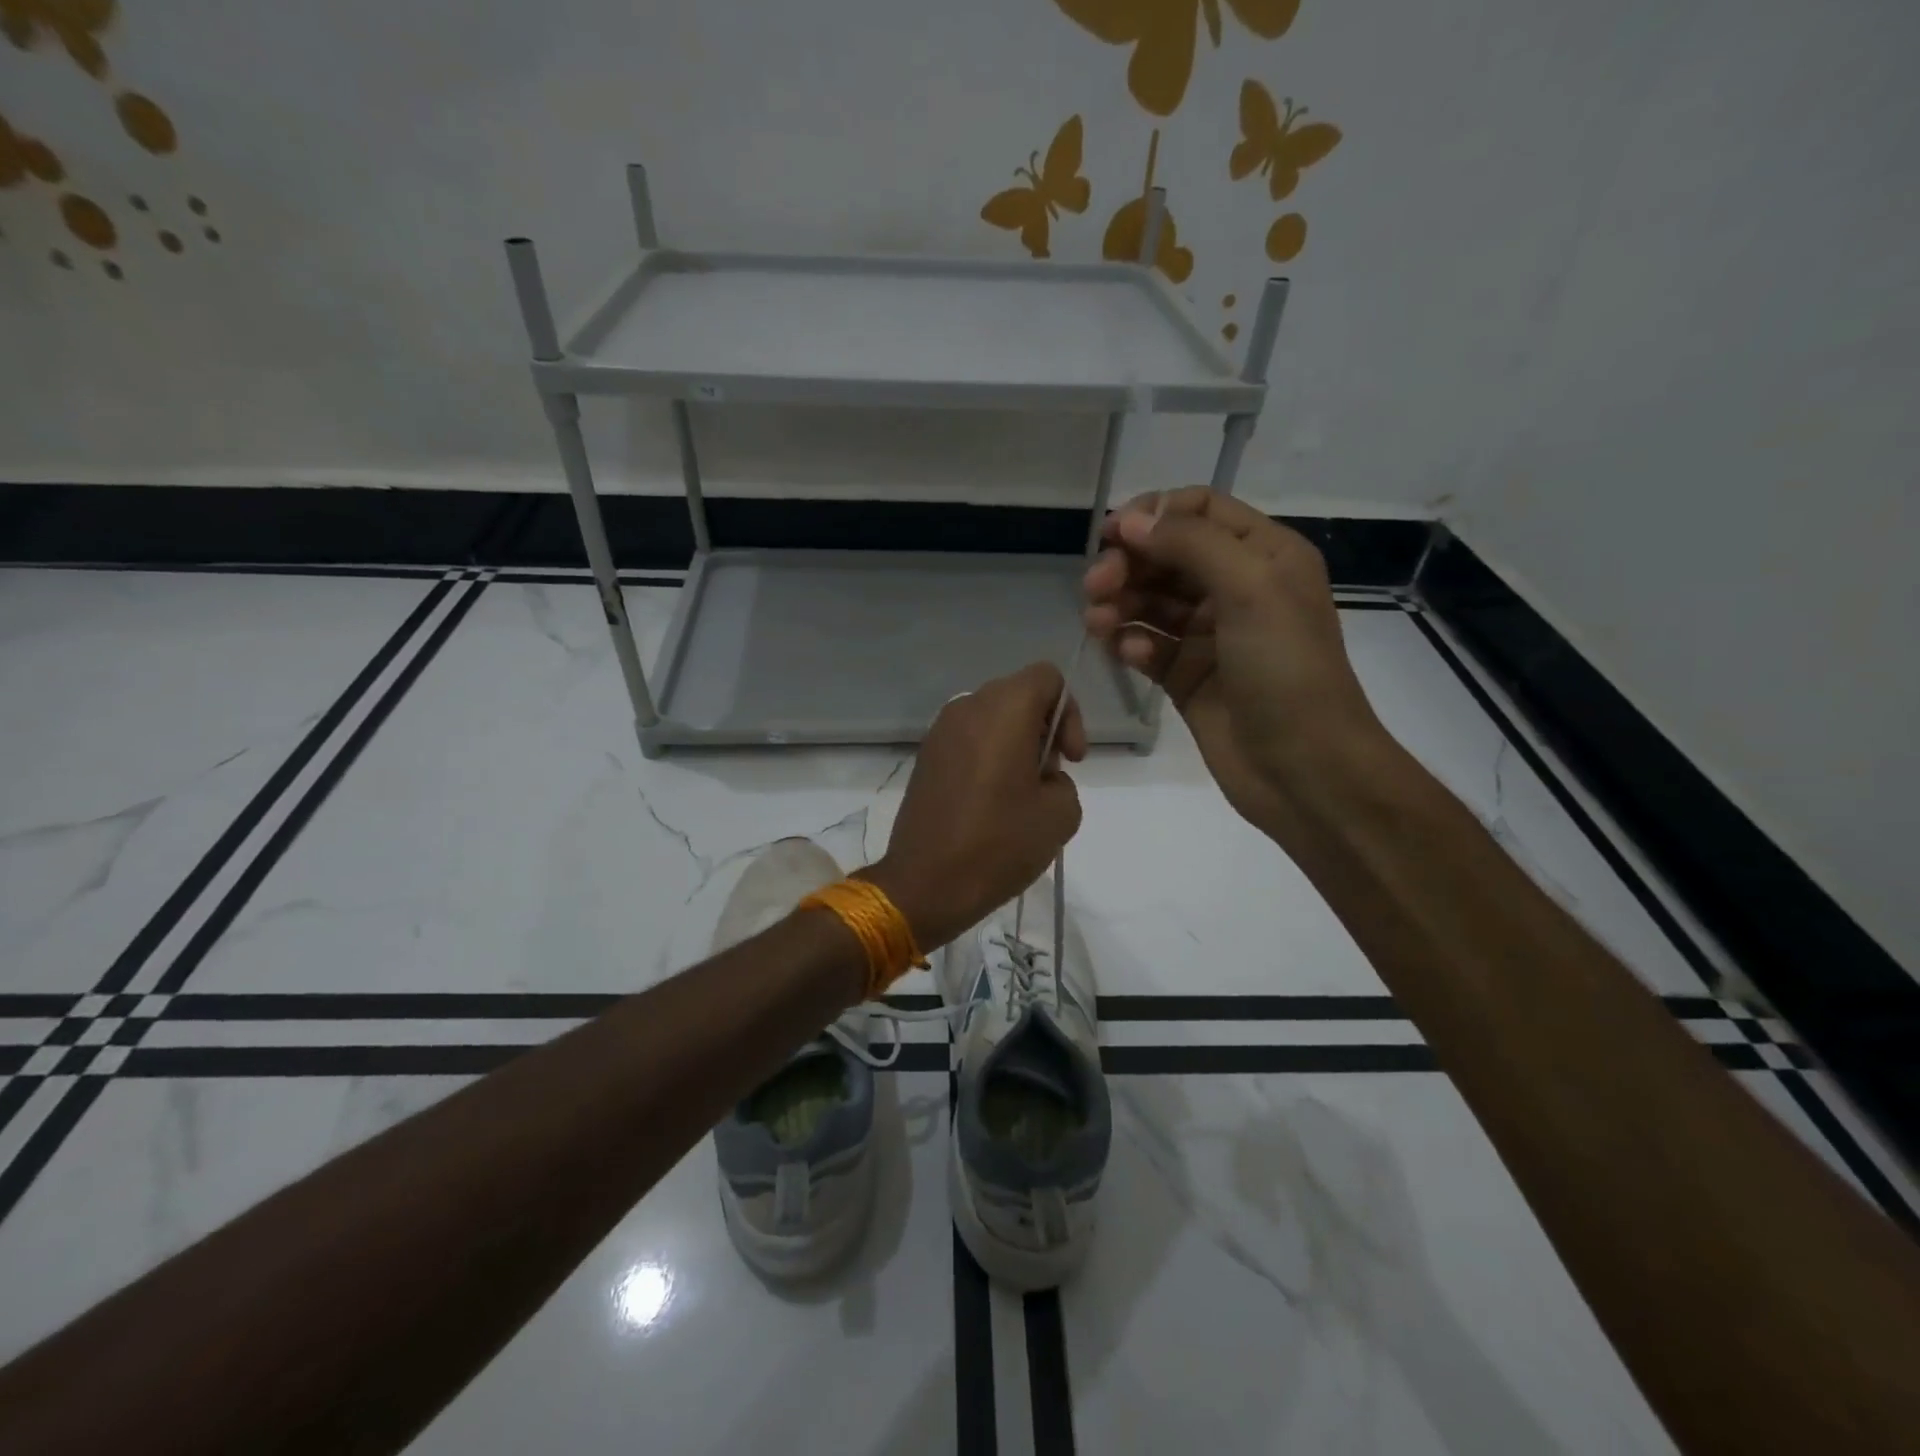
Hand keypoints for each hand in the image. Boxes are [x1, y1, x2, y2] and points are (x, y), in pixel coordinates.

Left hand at [865, 662, 1086, 949]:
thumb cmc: (998, 844)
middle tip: (1048, 777)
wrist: (925, 882)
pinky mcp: (925, 756)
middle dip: (1043, 728)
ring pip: (992, 718)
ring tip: (1020, 793)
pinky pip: (968, 739)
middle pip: (1018, 695)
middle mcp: (968, 707)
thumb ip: (1063, 780)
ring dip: (1014, 743)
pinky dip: (987, 755)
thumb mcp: (1061, 814)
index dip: (1069, 712)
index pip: (1048, 677)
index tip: (1069, 758)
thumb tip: (1040, 776)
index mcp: (1004, 709)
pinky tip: (990, 800)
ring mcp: (940, 731)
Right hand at [1083, 487, 1389, 831]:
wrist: (1303, 768)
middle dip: (1128, 565)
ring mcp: (1210, 635)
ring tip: (1098, 624)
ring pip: (1151, 603)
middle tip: (1095, 587)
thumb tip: (1132, 521)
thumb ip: (1190, 544)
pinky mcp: (1187, 677)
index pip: (1200, 510)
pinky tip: (1126, 656)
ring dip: (1120, 605)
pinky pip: (1148, 647)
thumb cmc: (1286, 670)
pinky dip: (1132, 645)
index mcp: (1264, 555)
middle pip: (1167, 556)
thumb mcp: (1250, 589)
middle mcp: (1237, 588)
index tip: (1111, 536)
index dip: (1153, 514)